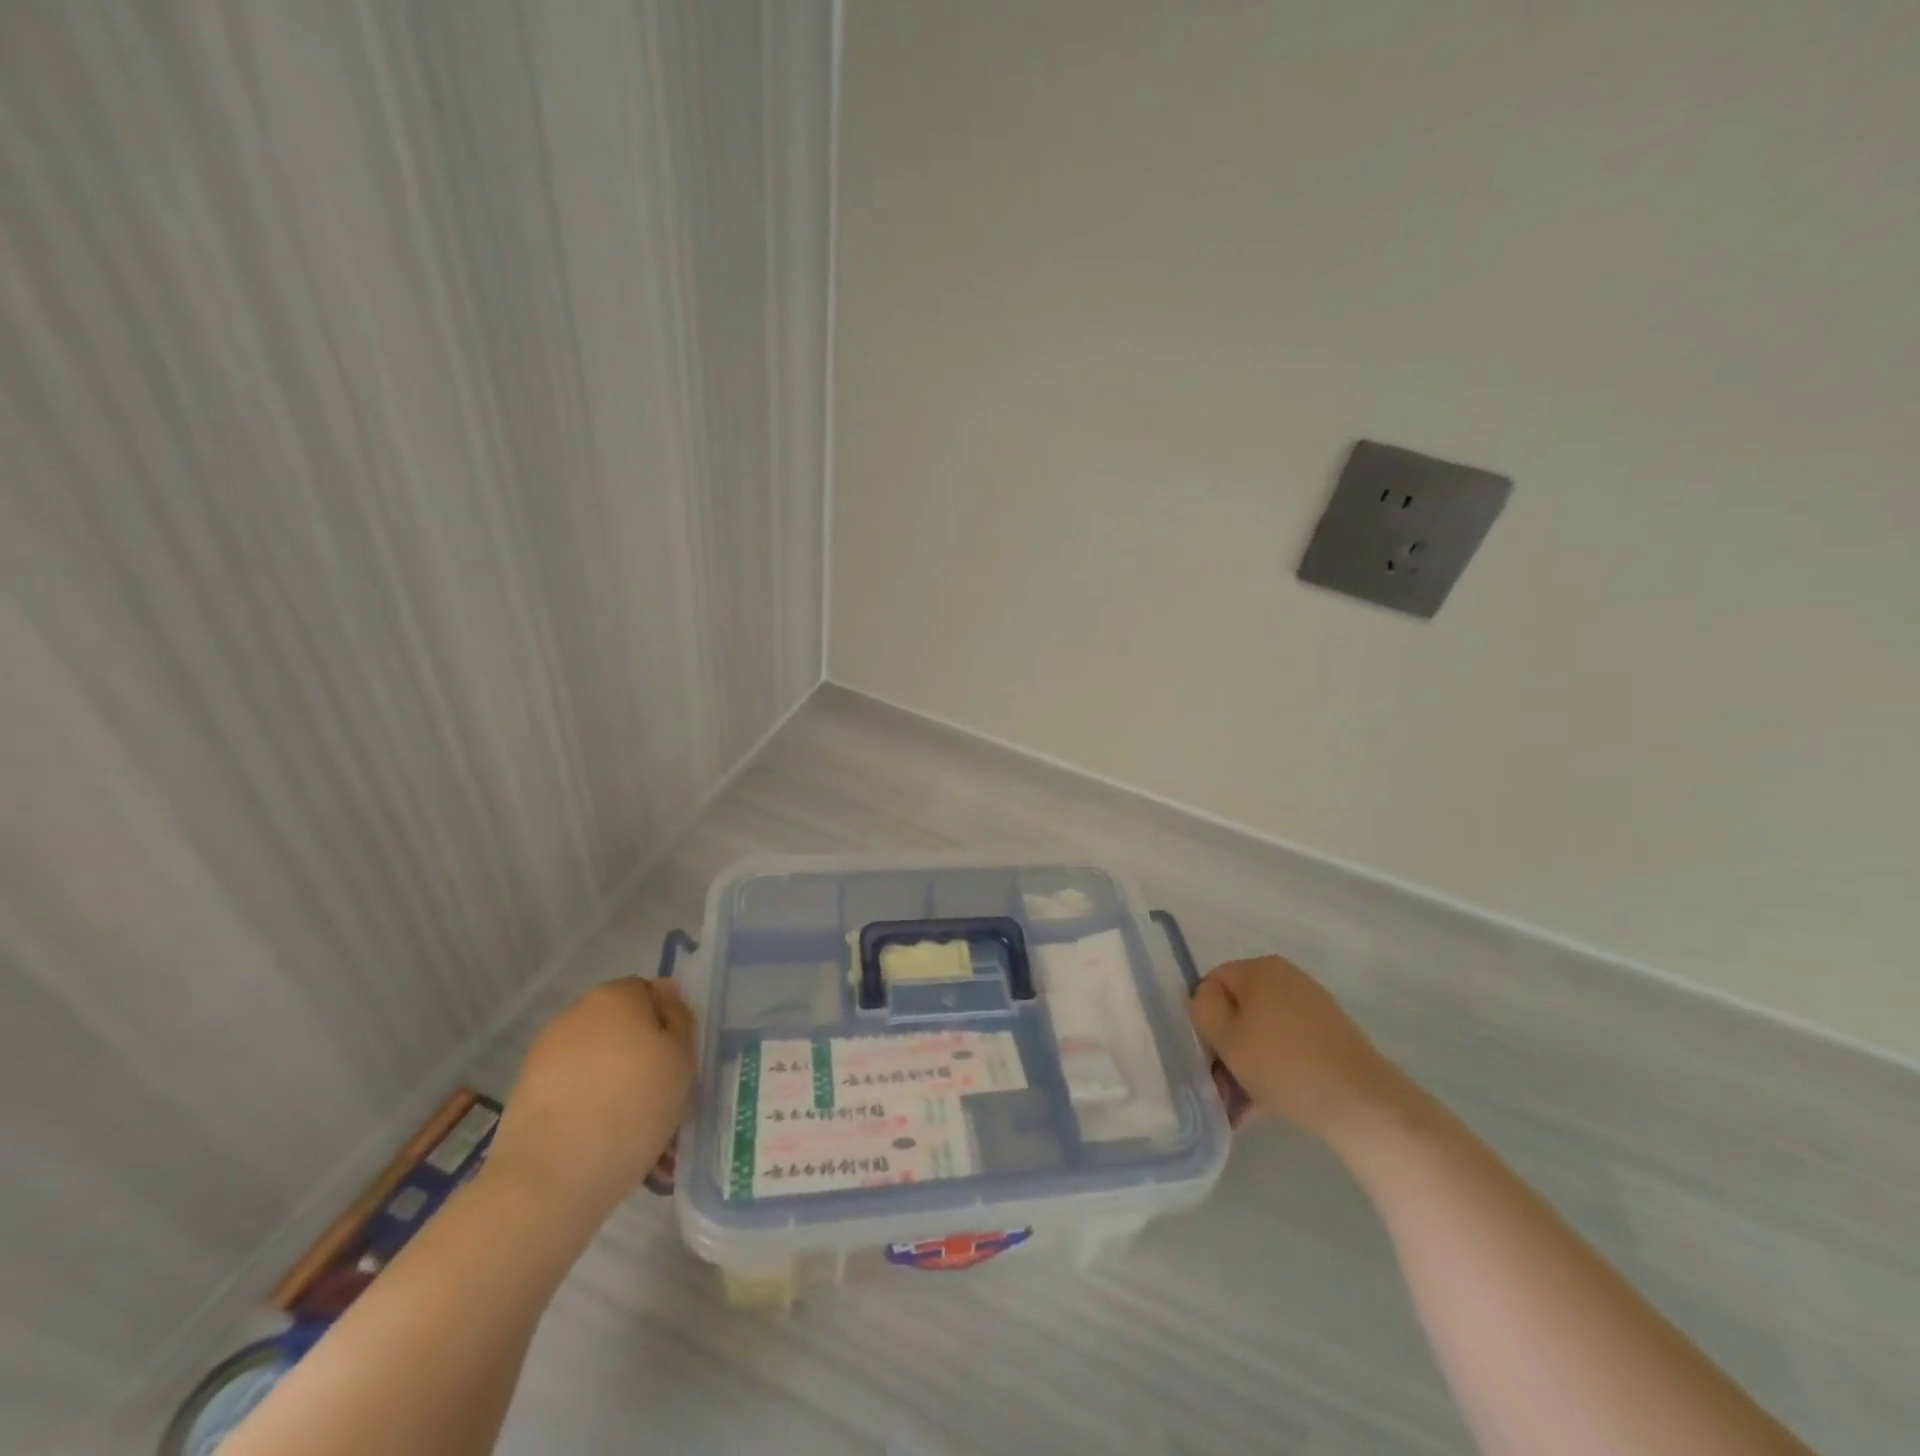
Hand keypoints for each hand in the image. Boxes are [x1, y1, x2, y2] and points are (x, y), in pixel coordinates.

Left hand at [484, 978, 695, 1228]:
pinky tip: (604, 1147)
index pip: (651, 993)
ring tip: (635, 1133)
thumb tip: (665, 997)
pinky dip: (589, 1111)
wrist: (551, 1177)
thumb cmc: (633, 1105)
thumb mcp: (682, 1057)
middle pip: (622, 1028)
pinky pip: (573, 1094)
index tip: (679, 1061)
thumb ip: (679, 1019)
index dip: (669, 1024)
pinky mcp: (525, 1096)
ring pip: (598, 1064)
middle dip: (641, 1057)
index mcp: (616, 995)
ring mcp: (545, 1055)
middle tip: (662, 1098)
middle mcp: (576, 1014)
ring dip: (616, 1086)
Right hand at [1189, 955, 1404, 1145]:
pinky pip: (1287, 1048)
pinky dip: (1273, 1071)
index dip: (1204, 1020)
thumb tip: (1207, 1000)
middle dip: (1226, 1048)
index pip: (1212, 984)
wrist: (1364, 1105)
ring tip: (1241, 1109)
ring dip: (1246, 1066)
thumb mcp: (1226, 1037)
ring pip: (1262, 1033)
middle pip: (1238, 1009)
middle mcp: (1287, 979)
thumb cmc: (1283, 1065)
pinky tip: (1265, 1107)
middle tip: (1221, 1088)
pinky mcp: (1331, 1038)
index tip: (1207, 1057)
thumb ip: (1203, 1009)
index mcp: (1260, 969)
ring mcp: (1313, 1008)